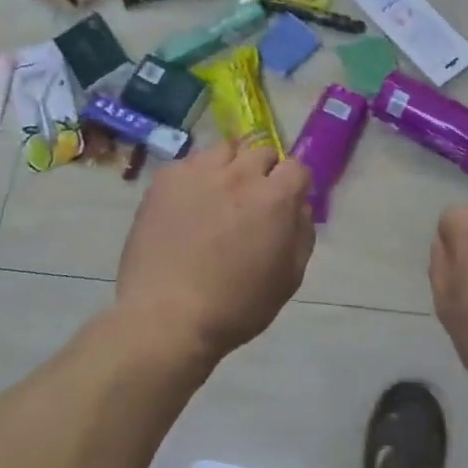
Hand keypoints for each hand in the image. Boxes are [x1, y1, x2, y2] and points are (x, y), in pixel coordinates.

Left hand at [115, 141, 314, 365]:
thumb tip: (300, 206)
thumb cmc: (236, 306)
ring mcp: (199, 172)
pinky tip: (187, 206)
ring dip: (230, 167)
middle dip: (264, 173)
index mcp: (275, 198)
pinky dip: (195, 178)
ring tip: (218, 196)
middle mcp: (240, 174)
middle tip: (252, 202)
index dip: (295, 185)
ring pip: (225, 150)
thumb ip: (302, 233)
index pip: (297, 167)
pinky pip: (189, 163)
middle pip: (262, 153)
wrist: (166, 316)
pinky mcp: (166, 179)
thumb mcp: (289, 278)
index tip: (287, 203)